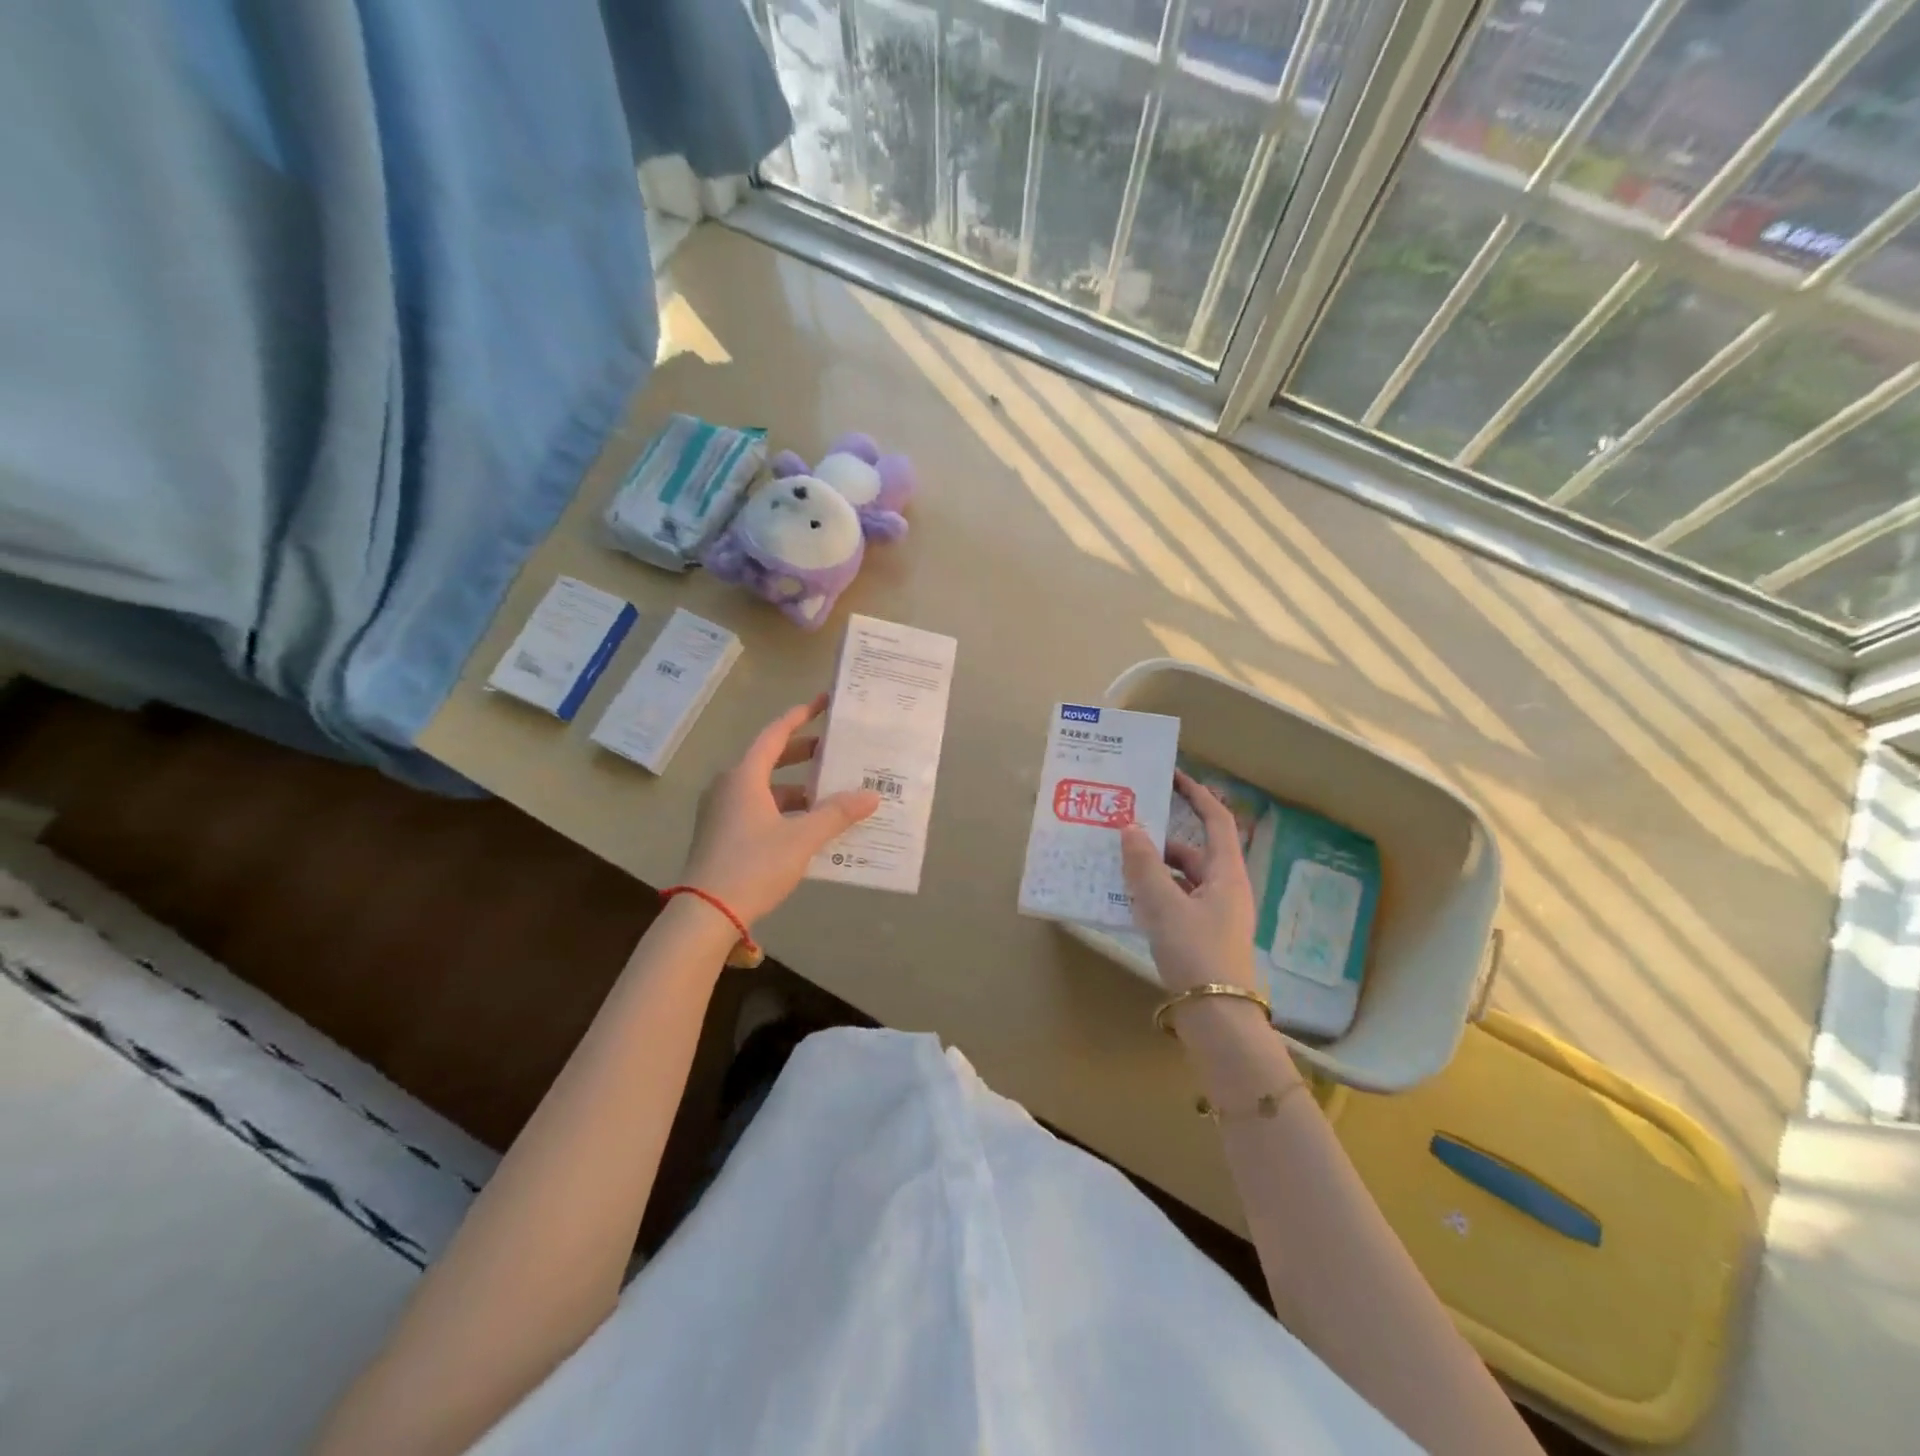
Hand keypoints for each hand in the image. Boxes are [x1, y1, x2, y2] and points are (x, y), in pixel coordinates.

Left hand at [680, 694, 880, 925]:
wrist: (705, 914)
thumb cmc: (753, 865)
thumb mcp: (801, 838)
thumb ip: (836, 814)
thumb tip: (871, 795)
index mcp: (744, 776)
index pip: (775, 734)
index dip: (800, 716)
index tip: (822, 703)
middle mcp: (728, 786)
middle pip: (770, 759)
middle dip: (803, 754)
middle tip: (834, 752)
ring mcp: (721, 811)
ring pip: (764, 787)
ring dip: (796, 788)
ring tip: (830, 795)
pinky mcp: (720, 834)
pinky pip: (757, 808)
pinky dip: (783, 809)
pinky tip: (807, 826)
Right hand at [1120, 770, 1257, 995]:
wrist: (1217, 1018)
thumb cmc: (1195, 952)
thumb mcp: (1164, 905)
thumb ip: (1144, 865)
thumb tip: (1130, 827)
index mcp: (1226, 874)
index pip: (1217, 820)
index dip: (1197, 795)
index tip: (1172, 776)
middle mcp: (1225, 889)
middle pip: (1193, 850)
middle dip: (1160, 838)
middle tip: (1125, 827)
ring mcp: (1214, 915)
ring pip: (1181, 878)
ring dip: (1153, 868)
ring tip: (1116, 863)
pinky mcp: (1201, 936)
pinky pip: (1176, 902)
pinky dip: (1154, 895)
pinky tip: (1126, 900)